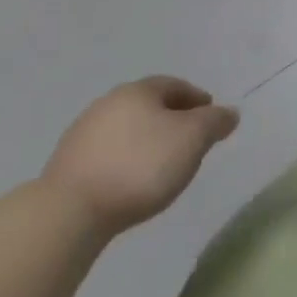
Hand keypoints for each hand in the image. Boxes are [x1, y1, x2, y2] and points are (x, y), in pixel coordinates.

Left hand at [42, 76, 238, 236]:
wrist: (70, 211)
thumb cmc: (141, 166)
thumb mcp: (192, 139)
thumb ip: (215, 122)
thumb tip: (229, 113)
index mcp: (138, 91)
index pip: (174, 85)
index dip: (197, 99)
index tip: (211, 116)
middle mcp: (108, 103)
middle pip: (149, 105)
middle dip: (172, 118)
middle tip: (191, 139)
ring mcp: (83, 133)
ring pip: (127, 129)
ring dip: (147, 140)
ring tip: (164, 164)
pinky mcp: (68, 164)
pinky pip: (109, 153)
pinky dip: (127, 159)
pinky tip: (133, 180)